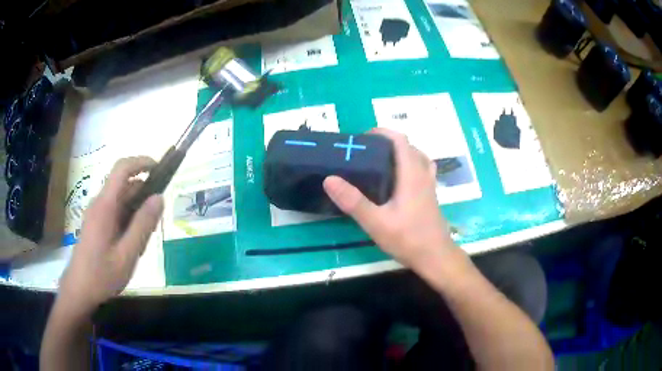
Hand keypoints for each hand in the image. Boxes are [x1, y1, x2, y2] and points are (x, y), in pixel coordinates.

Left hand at [59, 157, 163, 314]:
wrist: (80, 290)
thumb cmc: (102, 275)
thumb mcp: (127, 254)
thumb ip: (143, 225)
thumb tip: (159, 197)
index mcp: (105, 206)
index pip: (122, 169)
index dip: (141, 162)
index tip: (160, 169)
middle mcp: (99, 204)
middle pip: (124, 185)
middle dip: (143, 195)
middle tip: (155, 223)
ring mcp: (96, 213)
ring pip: (121, 200)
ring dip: (136, 211)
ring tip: (143, 240)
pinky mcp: (96, 223)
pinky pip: (115, 212)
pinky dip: (128, 220)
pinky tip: (131, 245)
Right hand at [323, 128, 454, 269]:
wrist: (436, 257)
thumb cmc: (408, 239)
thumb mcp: (376, 222)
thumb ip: (353, 201)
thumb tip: (330, 179)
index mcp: (411, 174)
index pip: (400, 139)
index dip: (381, 132)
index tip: (361, 139)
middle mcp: (423, 174)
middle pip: (407, 146)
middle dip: (386, 142)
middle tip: (364, 153)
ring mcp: (429, 185)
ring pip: (416, 157)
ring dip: (398, 153)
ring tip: (378, 164)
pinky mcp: (430, 195)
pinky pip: (420, 169)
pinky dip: (407, 165)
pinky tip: (396, 181)